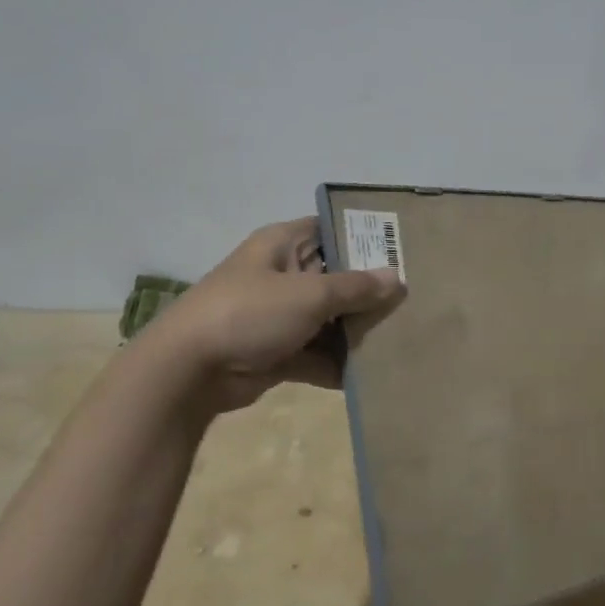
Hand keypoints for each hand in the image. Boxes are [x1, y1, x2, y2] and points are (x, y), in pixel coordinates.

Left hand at [149, 217, 405, 412]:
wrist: (188, 372)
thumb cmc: (250, 313)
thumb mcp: (309, 294)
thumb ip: (356, 287)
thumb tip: (396, 278)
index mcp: (284, 245)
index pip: (332, 230)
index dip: (366, 237)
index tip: (405, 249)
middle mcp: (283, 275)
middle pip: (336, 278)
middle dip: (370, 291)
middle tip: (416, 299)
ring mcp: (280, 316)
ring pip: (329, 319)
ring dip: (357, 331)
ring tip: (403, 338)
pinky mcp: (277, 352)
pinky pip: (317, 354)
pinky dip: (338, 364)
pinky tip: (374, 375)